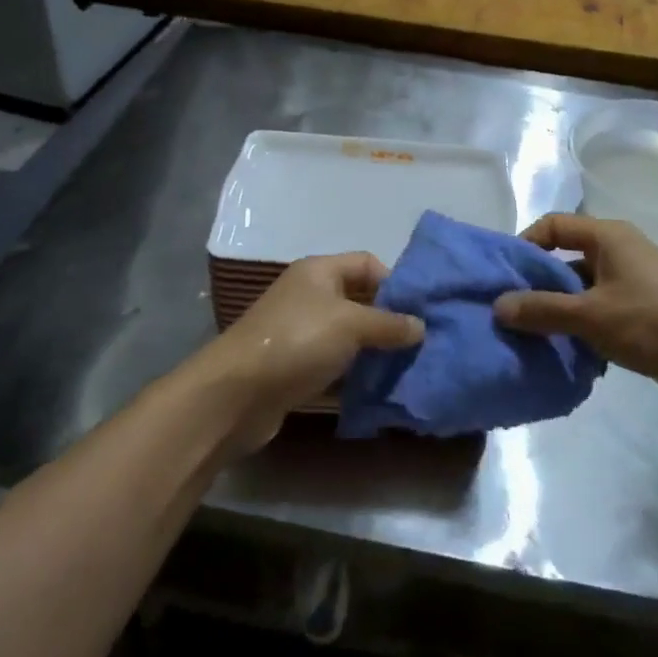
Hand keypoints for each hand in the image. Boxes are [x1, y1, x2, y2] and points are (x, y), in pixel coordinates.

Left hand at [198, 254, 422, 452]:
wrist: (237, 393)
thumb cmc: (297, 341)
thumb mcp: (351, 324)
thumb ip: (389, 323)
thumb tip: (421, 326)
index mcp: (319, 271)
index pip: (367, 263)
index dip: (394, 282)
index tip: (419, 310)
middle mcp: (309, 295)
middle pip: (359, 299)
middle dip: (389, 319)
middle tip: (420, 342)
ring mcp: (300, 331)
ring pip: (348, 334)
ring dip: (373, 349)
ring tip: (406, 366)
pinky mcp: (295, 366)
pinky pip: (334, 362)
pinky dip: (354, 372)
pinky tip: (378, 387)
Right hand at [495, 214, 657, 410]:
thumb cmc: (652, 323)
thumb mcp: (590, 315)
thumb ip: (542, 309)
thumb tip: (498, 306)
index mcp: (609, 236)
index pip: (554, 225)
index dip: (526, 244)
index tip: (505, 275)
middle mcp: (621, 250)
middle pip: (567, 256)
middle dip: (539, 281)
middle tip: (512, 308)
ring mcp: (636, 280)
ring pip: (584, 286)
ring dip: (560, 307)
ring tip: (534, 333)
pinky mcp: (646, 310)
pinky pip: (602, 308)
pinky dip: (583, 324)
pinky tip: (568, 349)